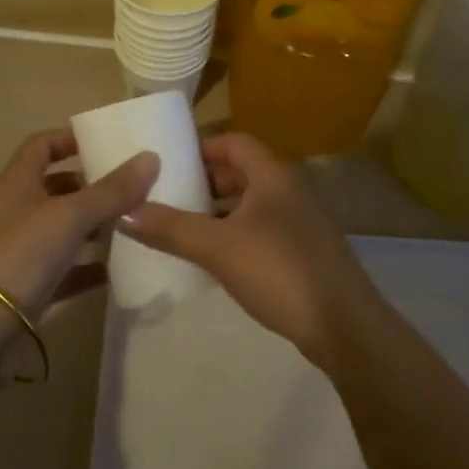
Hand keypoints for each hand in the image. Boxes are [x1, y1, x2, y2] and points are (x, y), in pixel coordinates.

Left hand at [0, 129, 158, 318]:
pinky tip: (117, 271)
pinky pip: (64, 270)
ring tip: (132, 226)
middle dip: (91, 186)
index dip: (70, 139)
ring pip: (62, 229)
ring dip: (93, 227)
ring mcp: (20, 251)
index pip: (42, 145)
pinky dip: (88, 268)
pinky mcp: (28, 287)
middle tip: (131, 188)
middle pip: (56, 187)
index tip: (107, 143)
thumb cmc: (20, 254)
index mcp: (18, 182)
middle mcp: (16, 210)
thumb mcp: (70, 216)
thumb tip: (151, 157)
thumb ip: (112, 190)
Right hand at [123, 133, 378, 361]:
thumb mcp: (218, 247)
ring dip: (219, 210)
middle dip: (205, 182)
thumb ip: (170, 228)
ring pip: (252, 203)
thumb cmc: (279, 271)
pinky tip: (215, 257)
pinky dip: (235, 233)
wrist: (344, 326)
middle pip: (242, 172)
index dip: (201, 147)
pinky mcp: (304, 251)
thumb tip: (123, 211)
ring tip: (182, 226)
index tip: (167, 162)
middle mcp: (290, 189)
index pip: (234, 142)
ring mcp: (301, 221)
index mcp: (273, 175)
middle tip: (168, 196)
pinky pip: (262, 229)